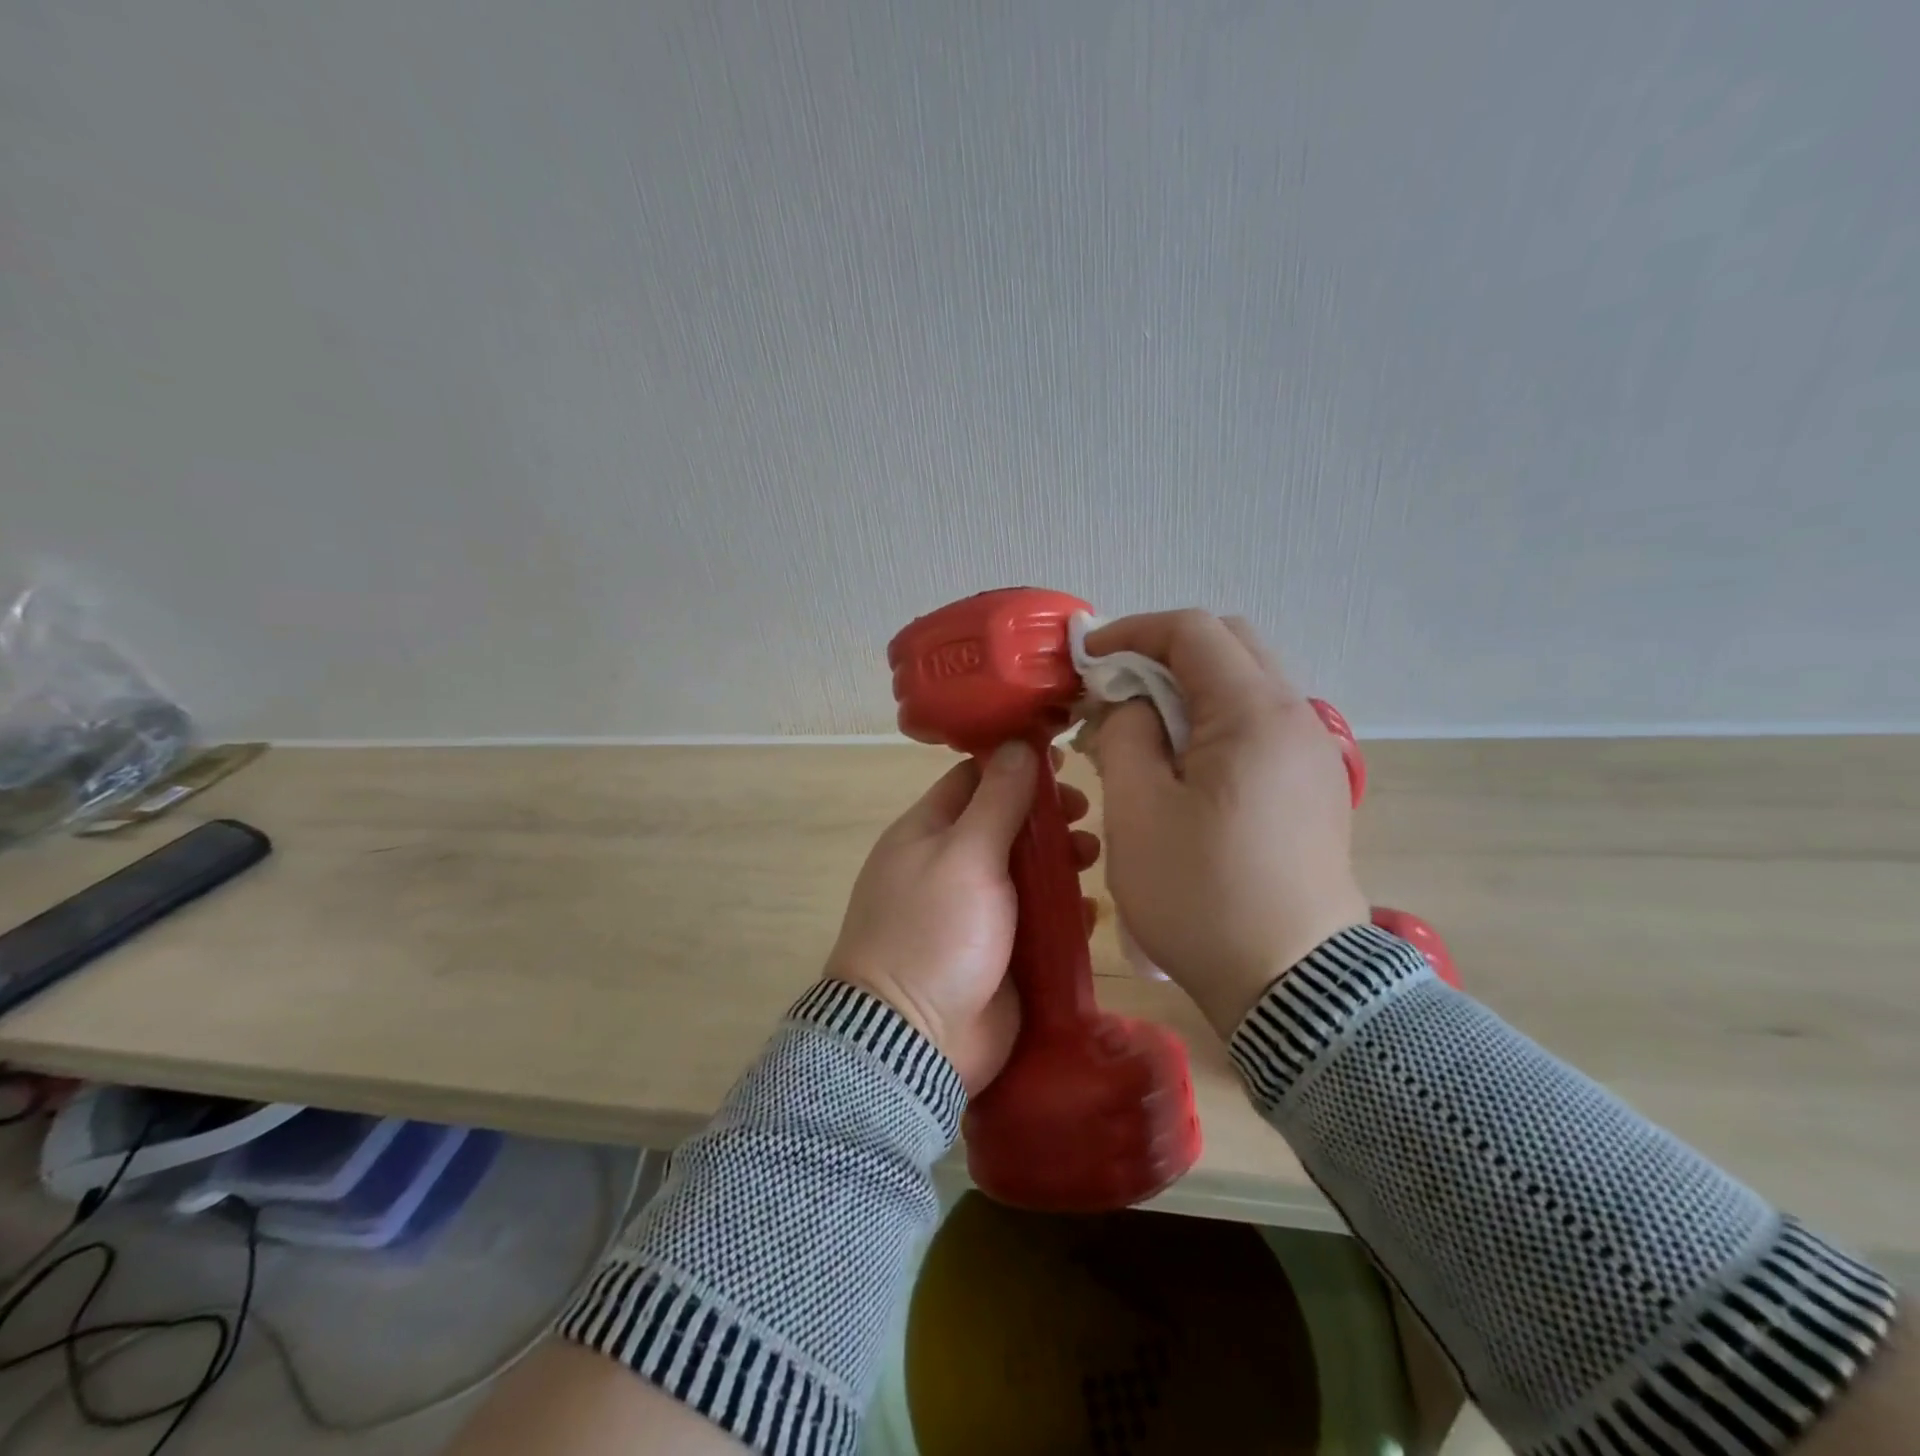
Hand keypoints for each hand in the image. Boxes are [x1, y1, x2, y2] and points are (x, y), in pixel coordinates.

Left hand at [826, 743, 1100, 1093]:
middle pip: (1006, 823)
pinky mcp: (1002, 952)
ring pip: (1028, 871)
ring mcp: (977, 911)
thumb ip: (996, 801)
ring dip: (1062, 860)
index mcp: (928, 833)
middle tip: (1083, 815)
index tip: (1061, 759)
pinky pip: (1039, 920)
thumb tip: (1016, 744)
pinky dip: (1064, 912)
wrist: (915, 1041)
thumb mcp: (966, 855)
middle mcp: (951, 865)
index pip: (973, 779)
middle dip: (1047, 816)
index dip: (1015, 764)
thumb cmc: (935, 932)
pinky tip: (1089, 913)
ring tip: (1091, 859)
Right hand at [1083, 611, 1369, 1036]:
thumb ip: (1126, 734)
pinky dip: (1215, 720)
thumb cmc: (1202, 897)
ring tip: (1142, 731)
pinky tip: (1183, 764)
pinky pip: (1261, 723)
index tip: (1087, 661)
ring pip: (1247, 683)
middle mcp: (1297, 716)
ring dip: (1189, 688)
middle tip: (1114, 692)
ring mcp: (1314, 751)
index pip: (1193, 631)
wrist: (1292, 985)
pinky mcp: (1316, 785)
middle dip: (1162, 654)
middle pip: (1229, 644)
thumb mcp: (1138, 812)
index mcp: (1254, 714)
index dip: (1132, 633)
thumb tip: (1133, 705)